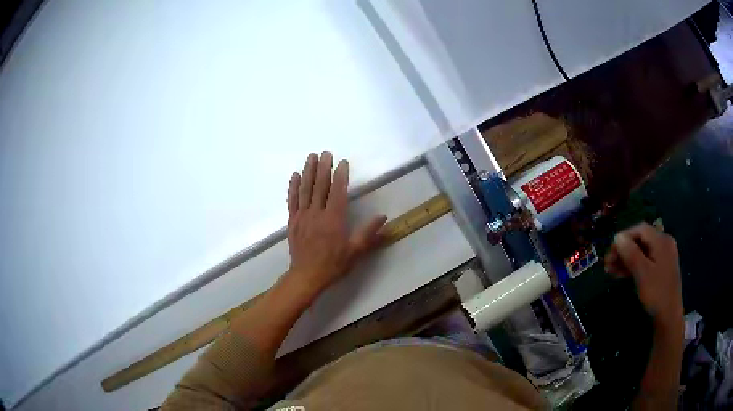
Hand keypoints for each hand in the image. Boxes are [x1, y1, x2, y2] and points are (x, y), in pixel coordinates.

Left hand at [285, 152, 386, 296]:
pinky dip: (293, 187)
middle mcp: (317, 213)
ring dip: (308, 172)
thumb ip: (368, 233)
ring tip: (311, 157)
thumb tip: (383, 217)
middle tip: (325, 152)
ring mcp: (302, 216)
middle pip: (320, 186)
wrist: (307, 276)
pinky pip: (292, 201)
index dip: (340, 175)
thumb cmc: (333, 264)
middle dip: (323, 167)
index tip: (342, 162)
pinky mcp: (293, 221)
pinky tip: (295, 175)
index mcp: (334, 219)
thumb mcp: (355, 251)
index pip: (338, 192)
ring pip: (305, 189)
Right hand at [605, 223, 682, 327]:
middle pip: (640, 241)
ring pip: (641, 253)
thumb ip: (630, 253)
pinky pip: (645, 262)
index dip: (624, 237)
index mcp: (661, 240)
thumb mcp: (642, 273)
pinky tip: (622, 274)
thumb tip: (617, 237)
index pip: (640, 229)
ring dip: (626, 260)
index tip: (610, 250)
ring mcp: (663, 257)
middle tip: (607, 263)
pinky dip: (633, 266)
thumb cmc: (656, 292)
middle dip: (623, 250)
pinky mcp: (661, 269)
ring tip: (610, 271)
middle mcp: (663, 244)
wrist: (669, 316)